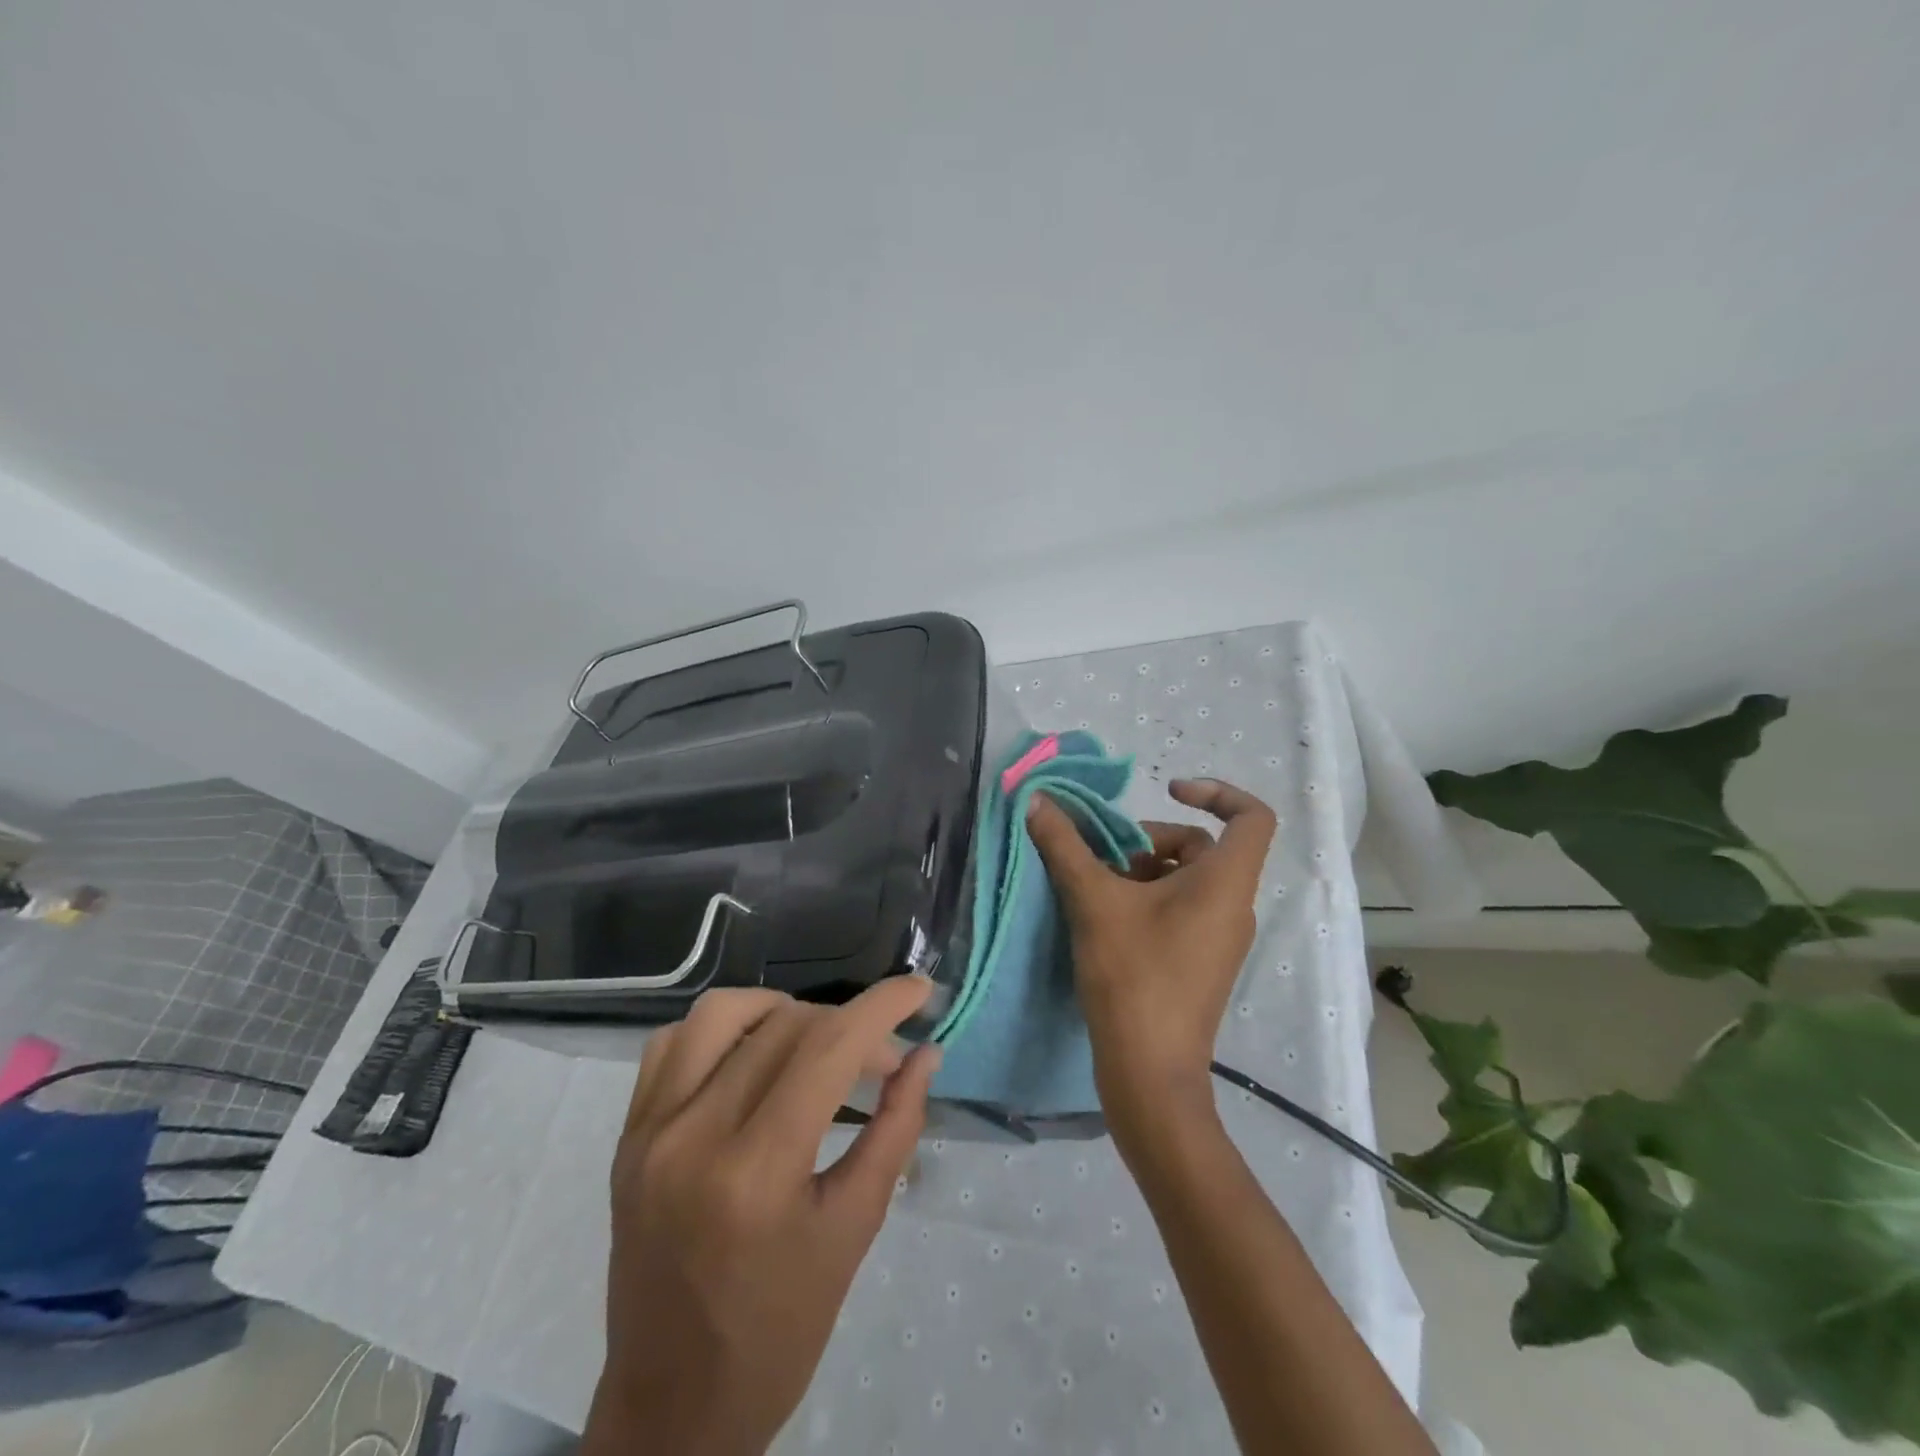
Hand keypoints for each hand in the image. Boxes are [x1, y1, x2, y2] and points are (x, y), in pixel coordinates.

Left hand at [584, 978, 940, 1455]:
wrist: (672, 1409)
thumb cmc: (780, 1332)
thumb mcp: (854, 1229)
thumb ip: (896, 1129)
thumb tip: (924, 1055)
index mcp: (755, 1174)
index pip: (828, 1049)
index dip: (881, 1006)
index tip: (919, 988)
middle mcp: (692, 1137)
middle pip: (784, 1027)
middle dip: (848, 1026)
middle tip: (881, 1061)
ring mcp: (649, 1133)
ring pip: (721, 1014)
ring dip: (781, 1011)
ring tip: (816, 1043)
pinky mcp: (627, 1137)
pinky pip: (672, 1044)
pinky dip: (722, 1030)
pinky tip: (752, 1055)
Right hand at [1026, 778, 1275, 1140]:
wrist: (1149, 1072)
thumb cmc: (1132, 976)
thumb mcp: (1092, 901)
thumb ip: (1065, 845)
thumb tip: (1036, 800)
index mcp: (1225, 882)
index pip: (1252, 816)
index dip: (1216, 791)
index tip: (1167, 790)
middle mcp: (1233, 905)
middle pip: (1203, 846)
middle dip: (1149, 841)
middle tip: (1104, 860)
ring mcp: (1220, 937)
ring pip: (1187, 879)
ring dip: (1141, 871)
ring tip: (1097, 890)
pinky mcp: (1203, 961)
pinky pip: (1183, 909)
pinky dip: (1148, 900)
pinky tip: (1106, 920)